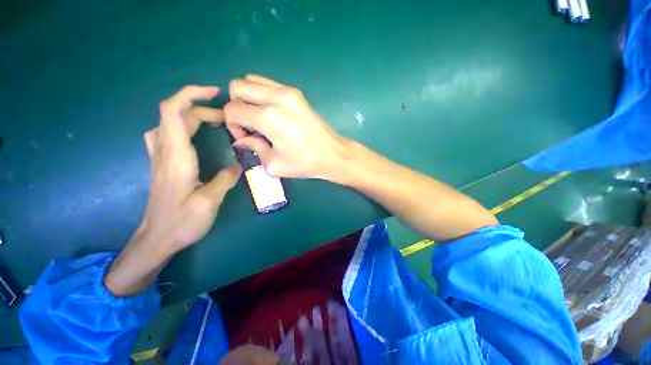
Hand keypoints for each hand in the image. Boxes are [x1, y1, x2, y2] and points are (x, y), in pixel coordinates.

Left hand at [105, 85, 240, 296]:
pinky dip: (180, 124)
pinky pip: (165, 133)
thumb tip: (239, 166)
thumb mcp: (210, 202)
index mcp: (177, 157)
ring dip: (191, 115)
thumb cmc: (182, 222)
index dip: (191, 95)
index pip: (174, 112)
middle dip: (201, 108)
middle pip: (174, 114)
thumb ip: (225, 179)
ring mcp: (160, 157)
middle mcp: (164, 152)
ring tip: (214, 122)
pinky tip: (192, 133)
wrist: (156, 239)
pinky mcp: (161, 164)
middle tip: (227, 119)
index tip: (214, 93)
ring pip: (168, 122)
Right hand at [224, 74, 348, 178]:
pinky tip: (271, 113)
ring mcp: (288, 91)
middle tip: (249, 125)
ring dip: (248, 98)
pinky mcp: (296, 92)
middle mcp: (276, 97)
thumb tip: (241, 140)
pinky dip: (261, 95)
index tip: (245, 138)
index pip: (232, 109)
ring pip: (251, 80)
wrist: (332, 154)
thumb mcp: (274, 164)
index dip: (232, 125)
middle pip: (237, 86)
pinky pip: (268, 84)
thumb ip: (253, 148)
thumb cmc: (305, 163)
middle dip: (236, 106)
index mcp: (268, 117)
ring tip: (259, 118)